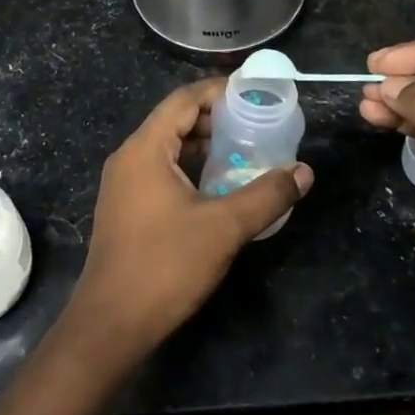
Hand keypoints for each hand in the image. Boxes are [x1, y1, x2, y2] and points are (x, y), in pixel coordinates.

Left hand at [71, 77, 311, 358]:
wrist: (111, 323)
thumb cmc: (165, 266)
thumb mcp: (224, 228)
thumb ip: (266, 195)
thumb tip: (303, 172)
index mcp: (145, 149)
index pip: (183, 99)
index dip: (219, 91)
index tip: (255, 94)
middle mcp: (129, 157)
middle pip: (175, 120)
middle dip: (216, 119)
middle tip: (257, 124)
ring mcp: (124, 184)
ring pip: (168, 148)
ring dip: (204, 146)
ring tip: (245, 152)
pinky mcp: (126, 207)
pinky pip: (161, 171)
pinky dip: (190, 168)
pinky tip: (219, 186)